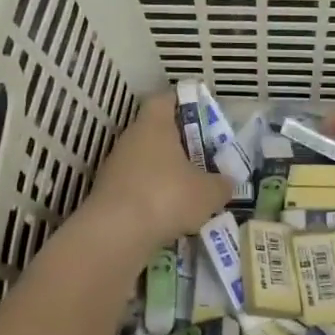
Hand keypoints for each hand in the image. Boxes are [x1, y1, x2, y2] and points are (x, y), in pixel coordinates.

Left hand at [75, 92, 230, 261]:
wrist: (114, 235)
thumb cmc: (166, 197)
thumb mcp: (208, 193)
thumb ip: (221, 184)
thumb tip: (226, 182)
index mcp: (154, 124)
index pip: (165, 99)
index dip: (183, 102)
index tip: (200, 115)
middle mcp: (131, 137)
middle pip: (156, 130)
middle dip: (179, 143)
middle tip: (202, 157)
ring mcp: (116, 165)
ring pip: (146, 160)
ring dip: (165, 172)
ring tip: (189, 191)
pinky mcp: (108, 192)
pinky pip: (136, 185)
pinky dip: (152, 195)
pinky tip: (168, 214)